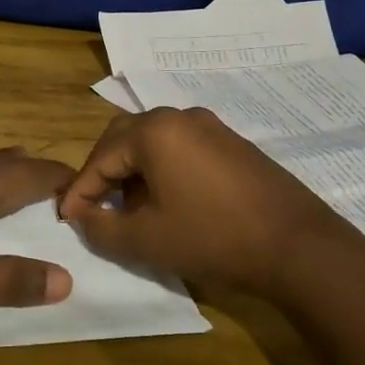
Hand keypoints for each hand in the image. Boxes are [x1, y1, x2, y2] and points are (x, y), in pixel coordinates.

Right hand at [56, 108, 364, 294]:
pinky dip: (163, 169)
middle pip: (124, 138)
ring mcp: (211, 126)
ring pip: (154, 141)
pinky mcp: (233, 143)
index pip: (100, 157)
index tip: (66, 217)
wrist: (298, 247)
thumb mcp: (146, 240)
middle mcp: (180, 117)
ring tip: (131, 208)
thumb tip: (82, 216)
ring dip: (133, 171)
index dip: (80, 190)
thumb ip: (101, 228)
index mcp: (154, 131)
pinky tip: (169, 201)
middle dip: (104, 172)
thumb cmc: (213, 238)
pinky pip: (182, 147)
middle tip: (94, 206)